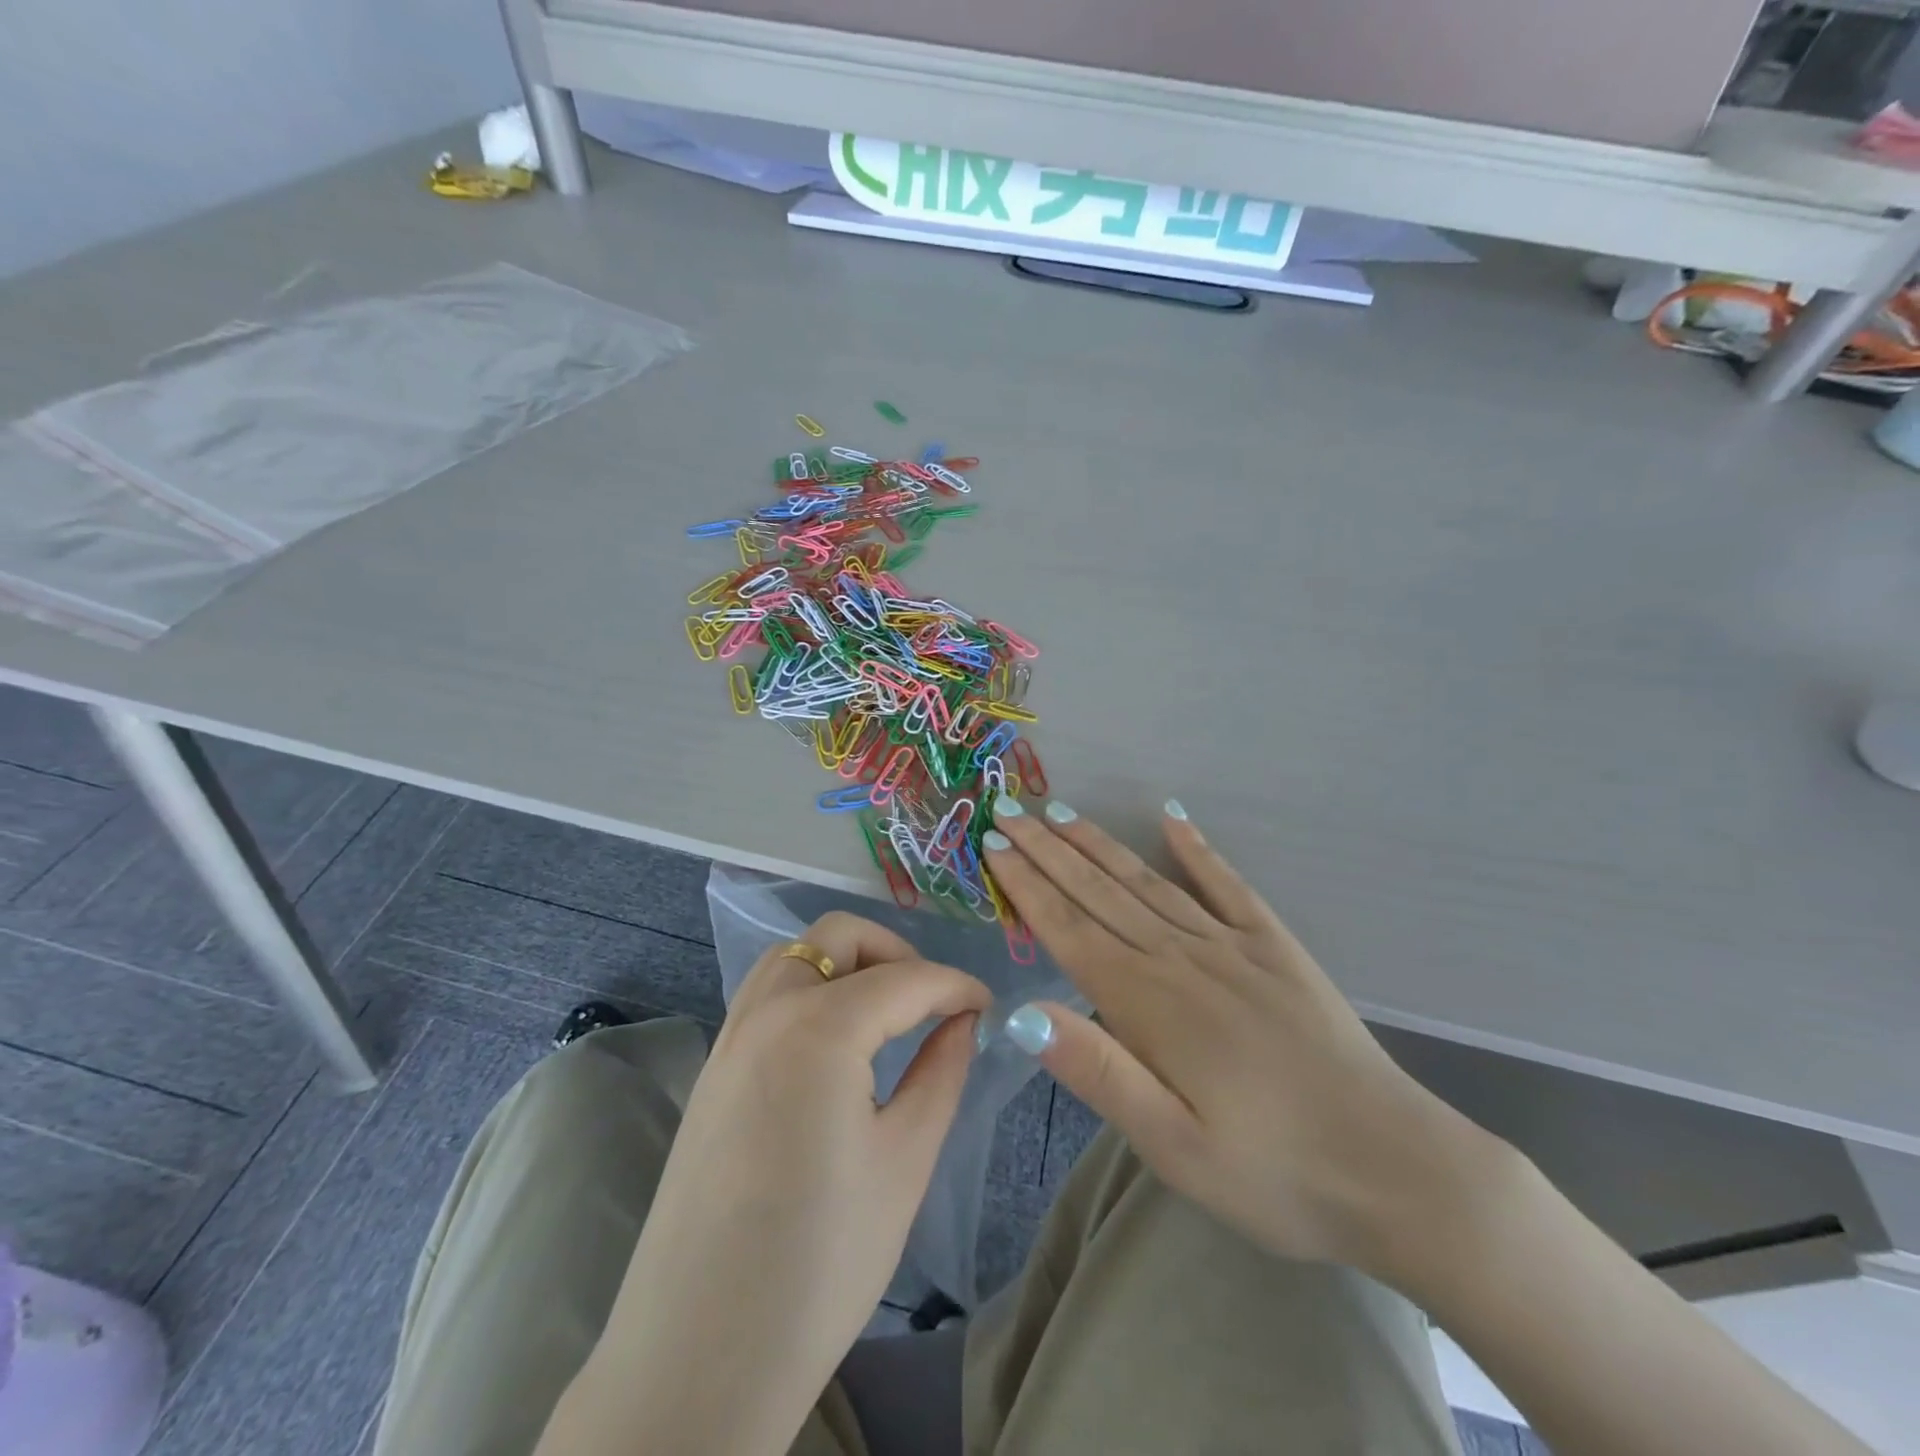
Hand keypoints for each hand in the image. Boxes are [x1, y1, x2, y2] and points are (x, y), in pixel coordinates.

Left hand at [566, 912, 988, 1454]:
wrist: (699, 1358)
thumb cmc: (821, 1263)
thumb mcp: (904, 1161)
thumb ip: (941, 1071)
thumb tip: (963, 1021)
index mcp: (820, 1028)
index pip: (905, 979)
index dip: (955, 985)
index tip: (987, 1004)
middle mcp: (767, 1012)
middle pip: (838, 937)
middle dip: (895, 952)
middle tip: (932, 1002)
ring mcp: (729, 1037)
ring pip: (794, 956)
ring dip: (846, 963)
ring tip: (885, 1013)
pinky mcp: (711, 1070)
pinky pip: (766, 994)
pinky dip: (810, 988)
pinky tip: (835, 1043)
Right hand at [981, 799, 1503, 1282]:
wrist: (1395, 1169)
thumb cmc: (1272, 1173)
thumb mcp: (1174, 1147)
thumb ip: (1099, 1074)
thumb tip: (1023, 1015)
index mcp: (1148, 1004)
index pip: (1069, 929)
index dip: (1027, 885)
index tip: (994, 845)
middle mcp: (1181, 958)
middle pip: (1099, 892)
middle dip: (1048, 850)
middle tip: (1009, 810)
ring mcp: (1231, 945)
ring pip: (1148, 881)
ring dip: (1099, 844)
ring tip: (1061, 812)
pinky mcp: (1275, 947)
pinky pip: (1228, 885)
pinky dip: (1198, 850)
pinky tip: (1173, 820)